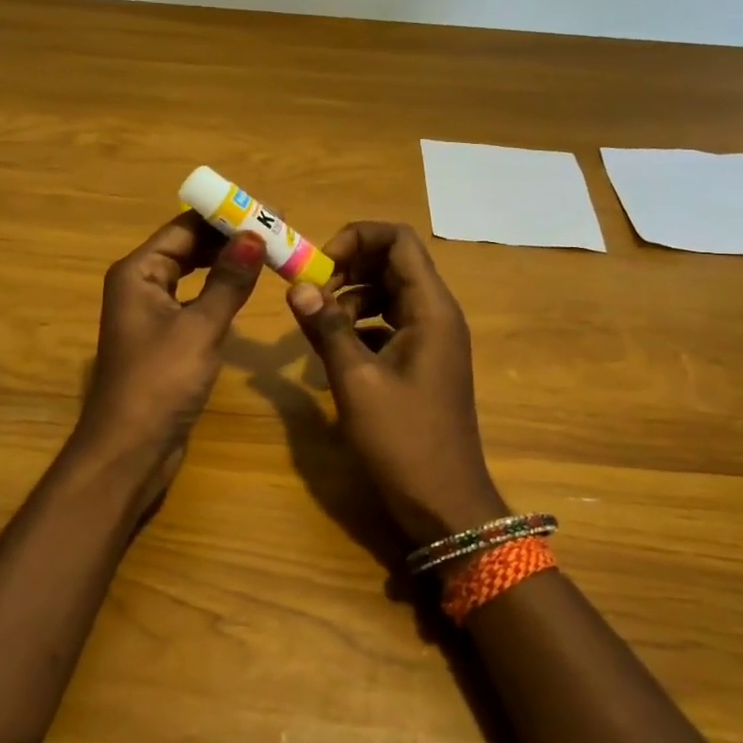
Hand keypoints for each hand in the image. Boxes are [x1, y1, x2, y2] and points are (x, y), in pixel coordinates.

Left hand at [73, 211, 264, 507]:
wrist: (130, 450)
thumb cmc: (160, 382)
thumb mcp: (200, 328)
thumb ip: (228, 281)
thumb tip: (253, 235)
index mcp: (138, 272)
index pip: (184, 228)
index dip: (224, 217)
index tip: (267, 211)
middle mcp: (139, 286)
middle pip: (186, 248)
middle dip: (228, 239)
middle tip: (276, 232)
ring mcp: (150, 315)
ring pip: (191, 276)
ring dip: (225, 265)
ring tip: (267, 254)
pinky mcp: (163, 341)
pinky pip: (193, 303)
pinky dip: (218, 293)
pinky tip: (244, 292)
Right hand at [285, 222, 503, 546]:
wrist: (444, 503)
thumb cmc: (403, 440)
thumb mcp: (356, 381)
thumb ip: (327, 328)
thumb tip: (297, 286)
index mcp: (430, 309)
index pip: (399, 241)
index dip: (357, 238)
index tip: (319, 265)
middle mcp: (436, 315)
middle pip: (393, 264)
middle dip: (348, 268)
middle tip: (310, 294)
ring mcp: (431, 340)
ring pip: (388, 294)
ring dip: (351, 299)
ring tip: (318, 326)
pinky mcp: (421, 363)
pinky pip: (388, 325)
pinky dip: (360, 326)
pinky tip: (334, 353)